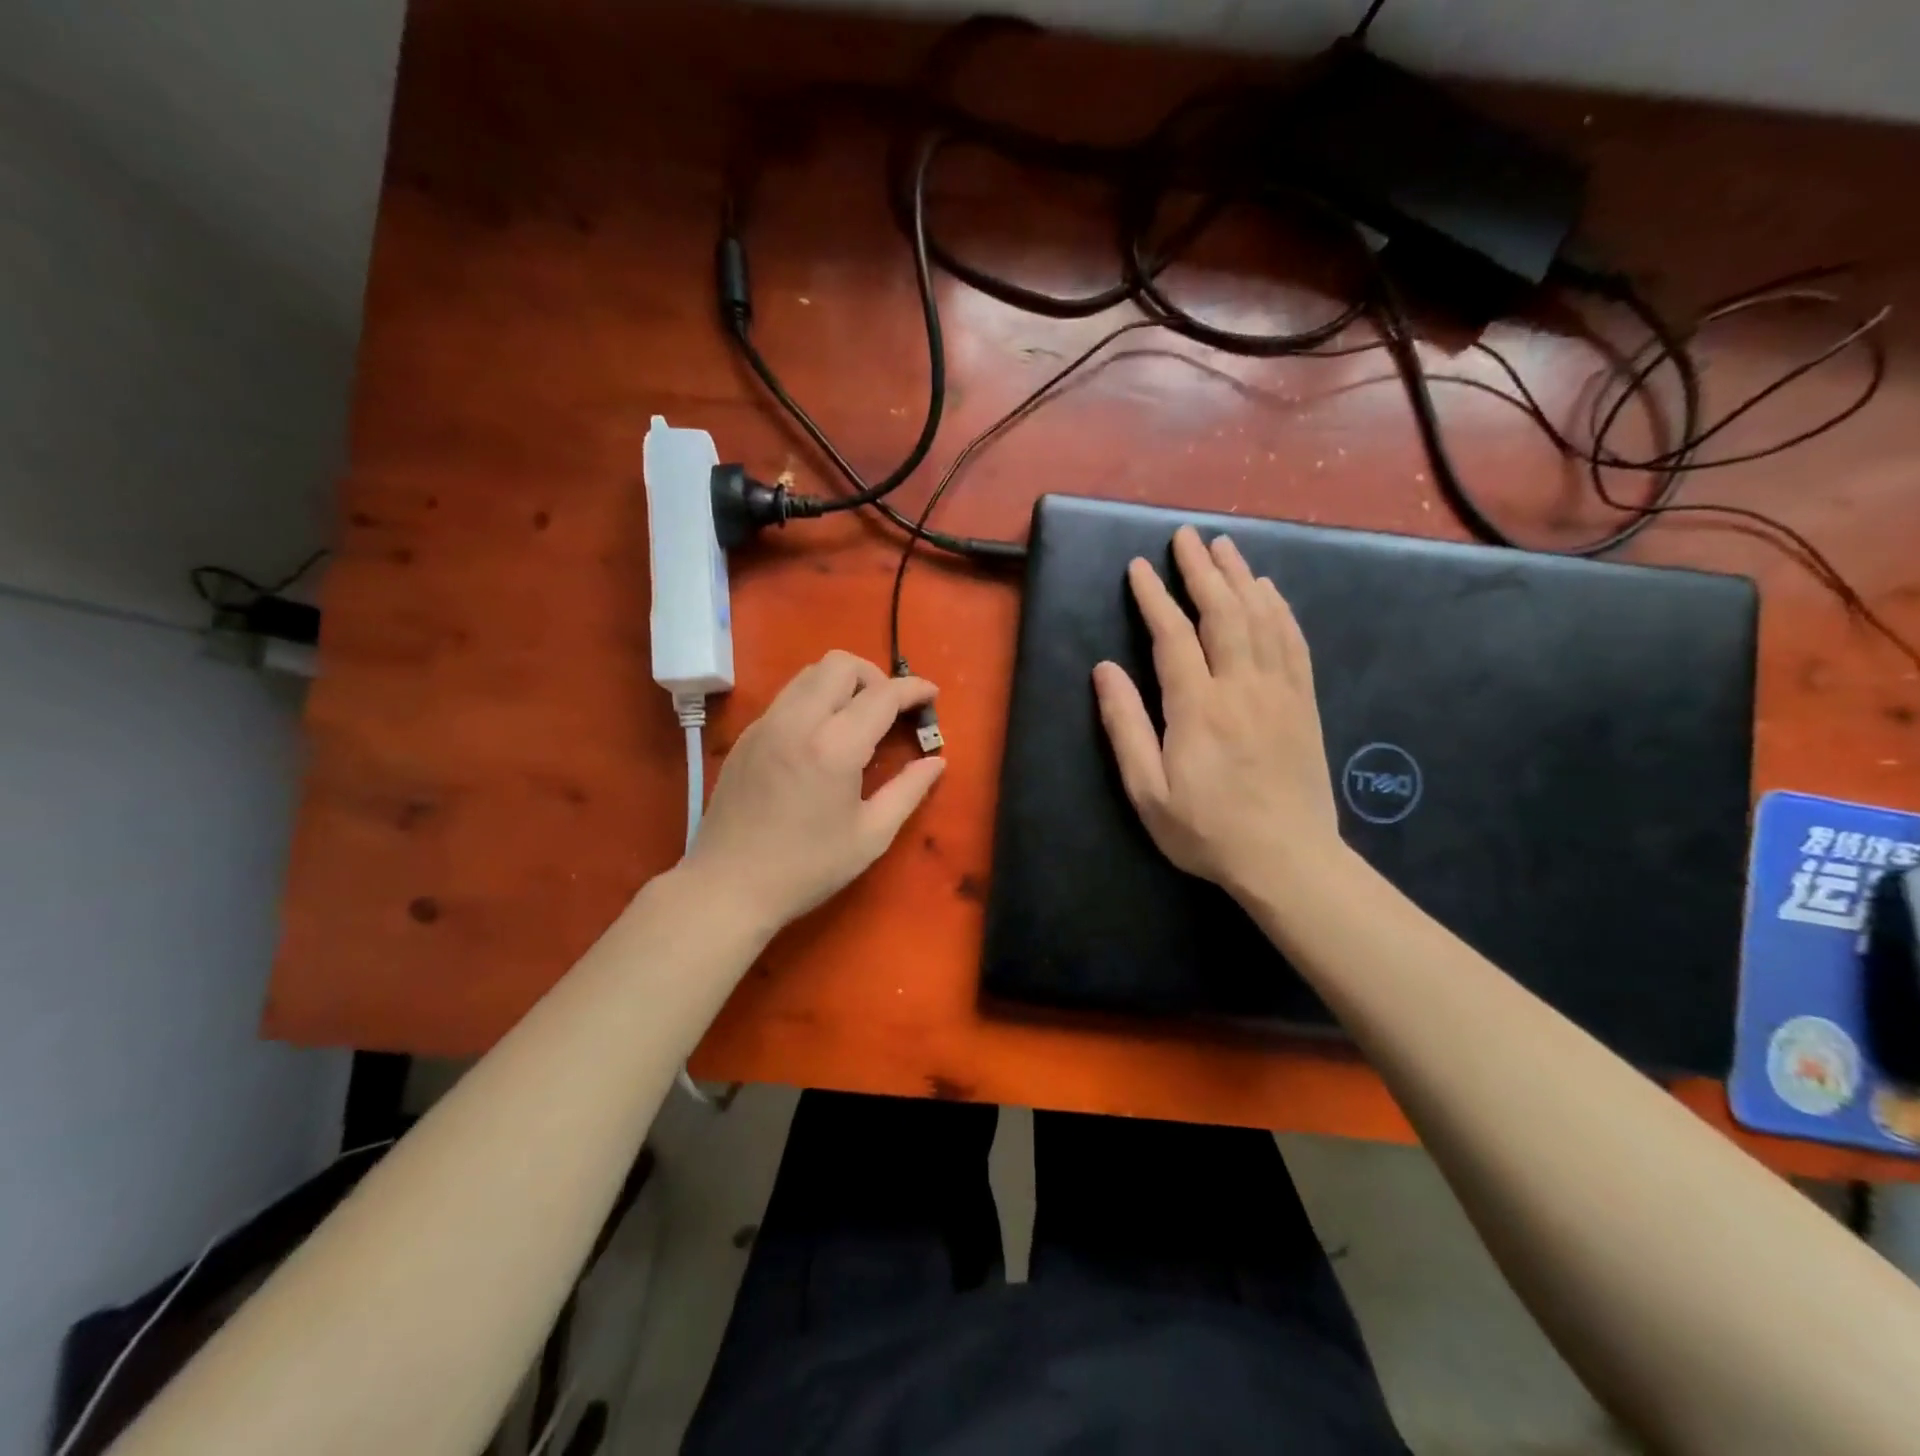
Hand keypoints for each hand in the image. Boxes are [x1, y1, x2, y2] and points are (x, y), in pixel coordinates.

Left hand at [683, 651, 944, 930]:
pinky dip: (814, 700)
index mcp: (833, 747)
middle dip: (874, 676)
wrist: (728, 886)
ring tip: (858, 719)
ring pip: (809, 674)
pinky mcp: (746, 736)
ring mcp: (765, 725)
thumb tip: (936, 761)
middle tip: (889, 710)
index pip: (881, 694)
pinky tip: (821, 738)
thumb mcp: (871, 836)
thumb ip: (908, 791)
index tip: (932, 694)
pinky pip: (787, 697)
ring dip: (842, 683)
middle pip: (840, 664)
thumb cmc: (807, 868)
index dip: (913, 689)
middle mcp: (797, 721)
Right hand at [1092, 525, 1338, 898]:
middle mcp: (1242, 686)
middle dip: (1201, 570)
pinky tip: (1270, 591)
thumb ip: (1125, 726)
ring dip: (1241, 577)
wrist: (1287, 859)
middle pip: (1223, 612)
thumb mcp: (1147, 791)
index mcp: (1198, 707)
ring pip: (1262, 618)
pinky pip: (1294, 641)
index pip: (1173, 635)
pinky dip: (1280, 608)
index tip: (1140, 566)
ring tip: (1225, 546)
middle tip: (1186, 536)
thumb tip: (1104, 669)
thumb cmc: (1206, 831)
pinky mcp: (1304, 702)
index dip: (1155, 597)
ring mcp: (1280, 691)